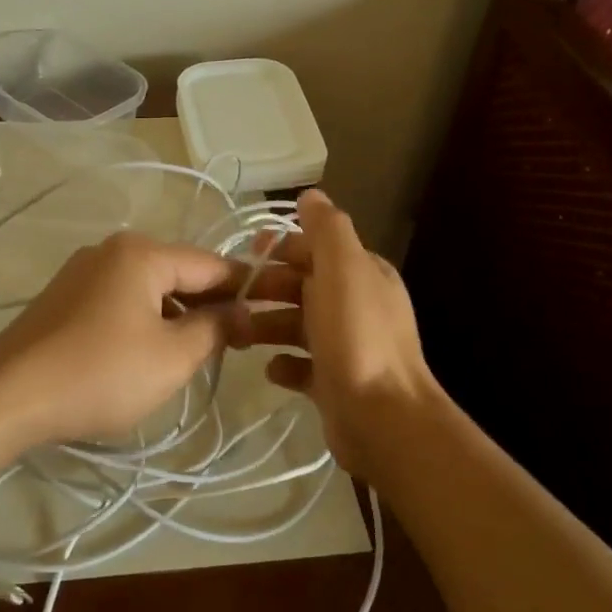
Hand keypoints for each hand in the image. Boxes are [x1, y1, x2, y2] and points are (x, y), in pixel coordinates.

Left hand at [0, 231, 240, 449]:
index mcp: (142, 253)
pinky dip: (144, 320)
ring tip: (192, 356)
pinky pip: (120, 299)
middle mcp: (112, 249)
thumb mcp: (171, 357)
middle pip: (178, 272)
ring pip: (149, 288)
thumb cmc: (100, 373)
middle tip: (233, 346)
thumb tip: (243, 313)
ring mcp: (83, 270)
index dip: (243, 291)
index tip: (267, 319)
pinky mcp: (65, 296)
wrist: (6, 396)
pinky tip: (147, 354)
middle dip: (208, 305)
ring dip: (176, 316)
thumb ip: (215, 329)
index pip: (211, 264)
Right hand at [234, 188, 442, 476]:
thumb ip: (326, 228)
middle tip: (229, 299)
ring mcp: (347, 347)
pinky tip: (270, 370)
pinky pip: (301, 366)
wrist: (383, 417)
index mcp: (362, 274)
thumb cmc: (356, 335)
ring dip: (266, 326)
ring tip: (235, 337)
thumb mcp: (343, 268)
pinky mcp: (335, 383)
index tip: (246, 254)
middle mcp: (357, 306)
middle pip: (302, 287)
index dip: (281, 248)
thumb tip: (310, 195)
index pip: (316, 250)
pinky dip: (283, 365)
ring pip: (297, 326)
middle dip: (266, 288)